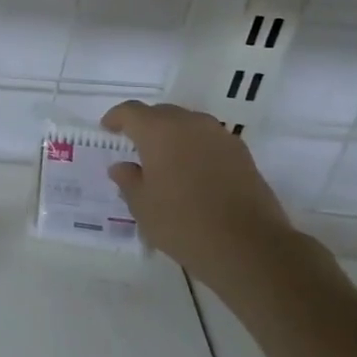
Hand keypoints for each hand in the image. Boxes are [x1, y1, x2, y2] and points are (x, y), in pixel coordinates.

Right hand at [101, 101, 298, 287]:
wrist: (248, 245)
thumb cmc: (182, 223)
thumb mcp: (142, 206)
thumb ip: (128, 181)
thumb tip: (122, 167)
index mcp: (158, 131)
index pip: (130, 112)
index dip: (116, 118)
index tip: (108, 129)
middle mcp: (190, 124)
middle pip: (161, 113)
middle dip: (145, 125)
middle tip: (135, 146)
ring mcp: (220, 136)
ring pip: (188, 124)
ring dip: (173, 135)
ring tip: (164, 160)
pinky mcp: (242, 153)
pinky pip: (209, 140)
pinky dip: (195, 148)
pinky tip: (192, 172)